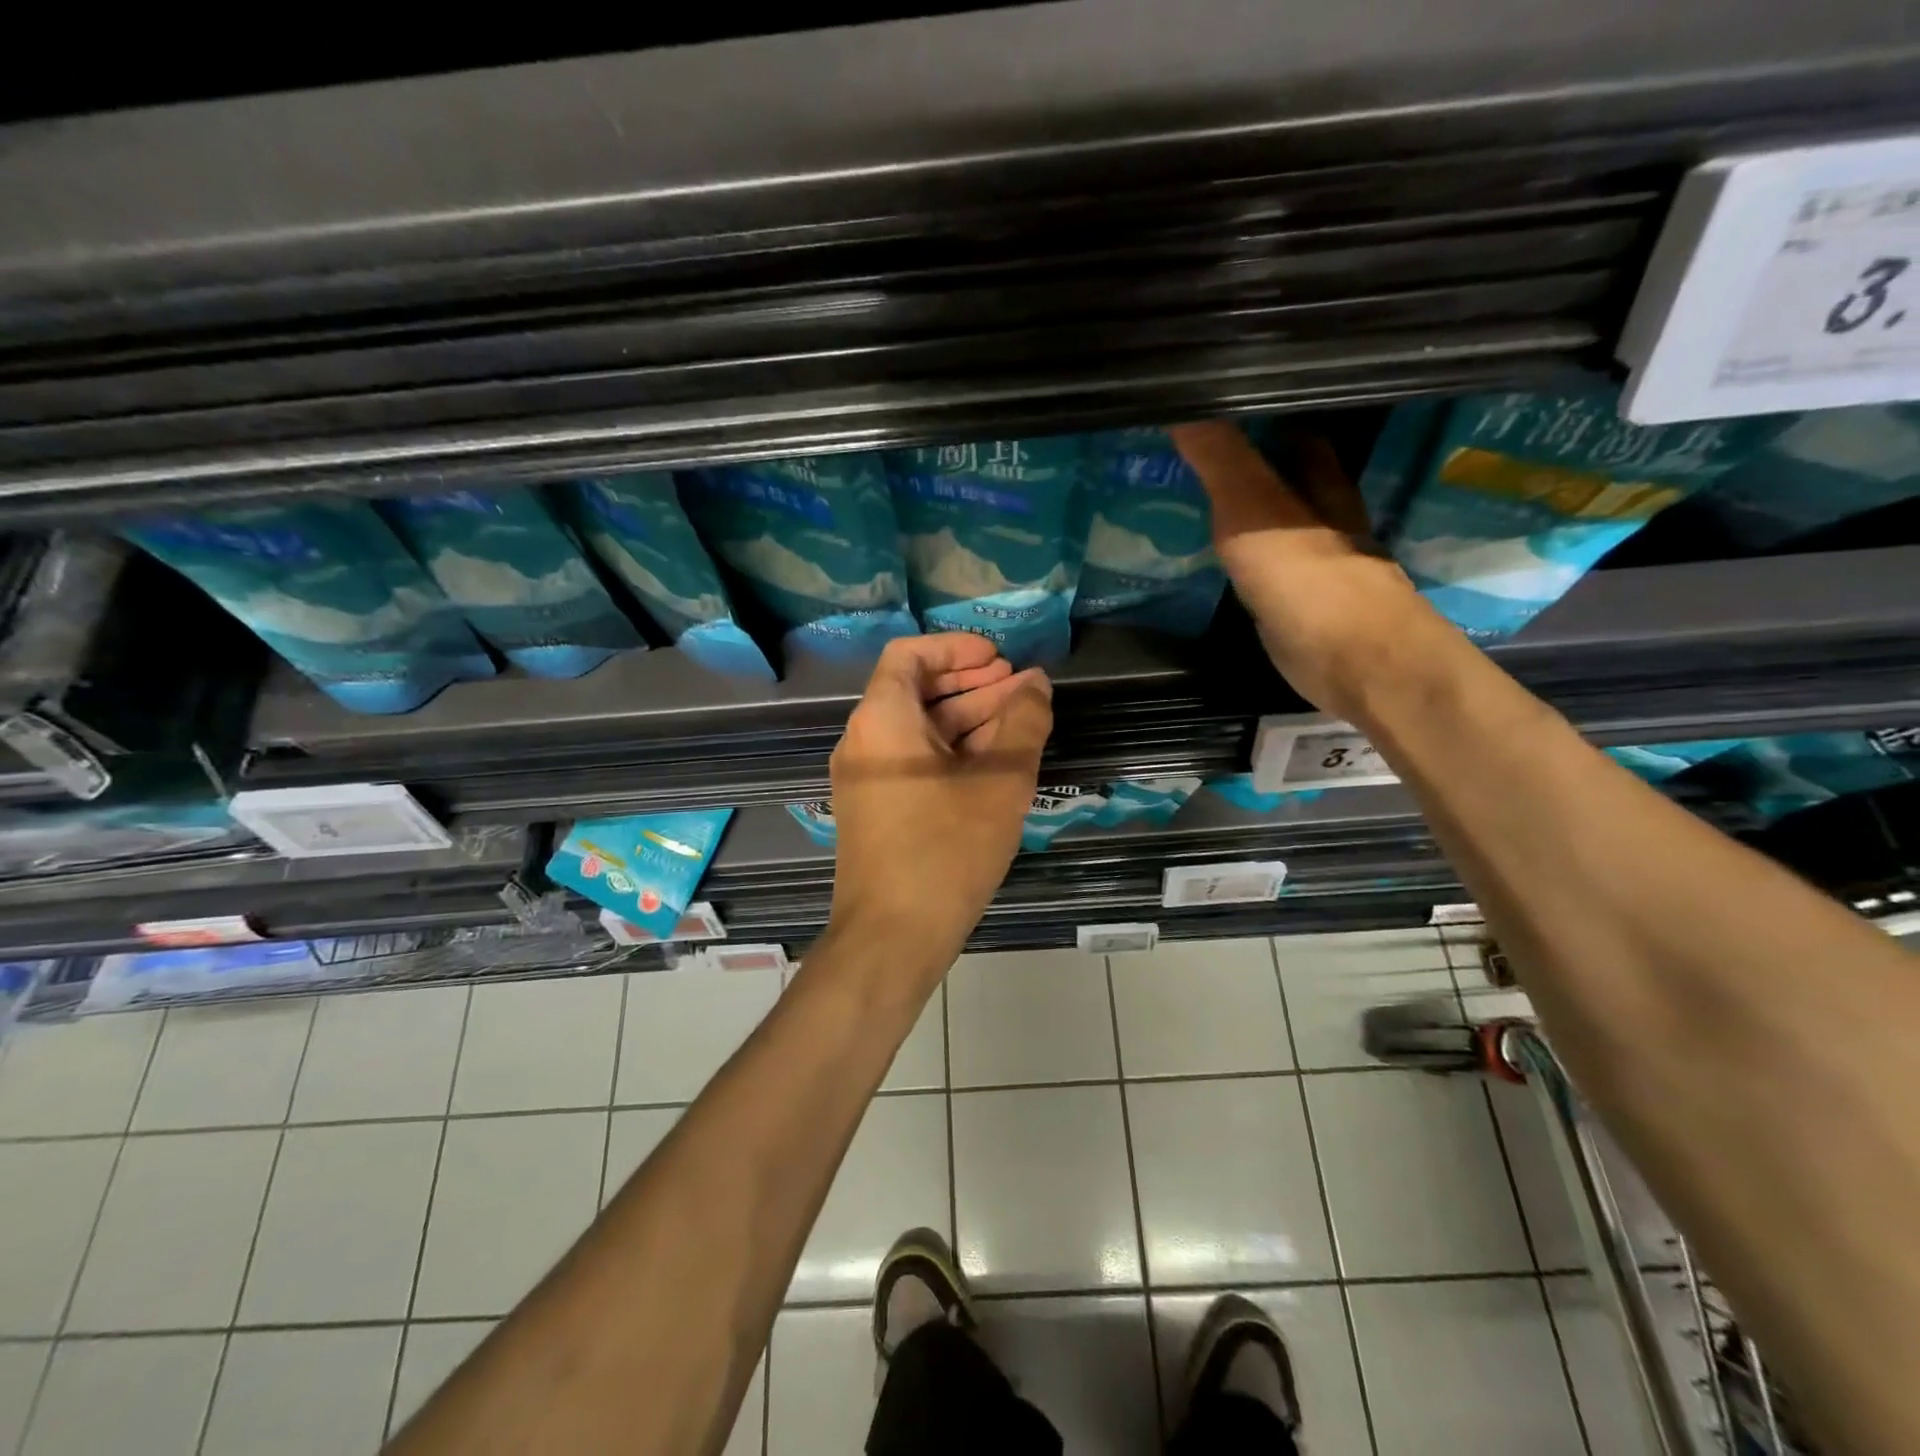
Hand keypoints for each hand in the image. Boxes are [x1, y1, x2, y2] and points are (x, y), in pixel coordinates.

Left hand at [825, 633, 1053, 968]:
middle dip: (973, 684)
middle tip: (1023, 689)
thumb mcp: (1000, 782)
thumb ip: (1023, 723)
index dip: (957, 649)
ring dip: (968, 719)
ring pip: (919, 729)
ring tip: (1021, 721)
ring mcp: (866, 778)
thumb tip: (1036, 685)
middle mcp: (864, 740)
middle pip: (917, 691)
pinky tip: (995, 762)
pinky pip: (914, 761)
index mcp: (882, 720)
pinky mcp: (876, 810)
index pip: (910, 655)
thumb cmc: (946, 851)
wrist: (892, 937)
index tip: (1000, 659)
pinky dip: (952, 752)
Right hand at [1169, 421, 1434, 721]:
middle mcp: (1319, 515)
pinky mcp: (1292, 603)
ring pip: (1265, 523)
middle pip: (1278, 476)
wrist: (1349, 659)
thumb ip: (1220, 458)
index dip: (1255, 414)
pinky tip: (1201, 560)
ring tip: (1178, 502)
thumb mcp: (1253, 508)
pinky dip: (1230, 558)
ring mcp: (1307, 562)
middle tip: (1182, 458)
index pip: (1290, 429)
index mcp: (1319, 481)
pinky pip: (1254, 568)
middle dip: (1240, 465)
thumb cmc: (1306, 576)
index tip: (1209, 407)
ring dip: (1231, 513)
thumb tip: (1178, 402)